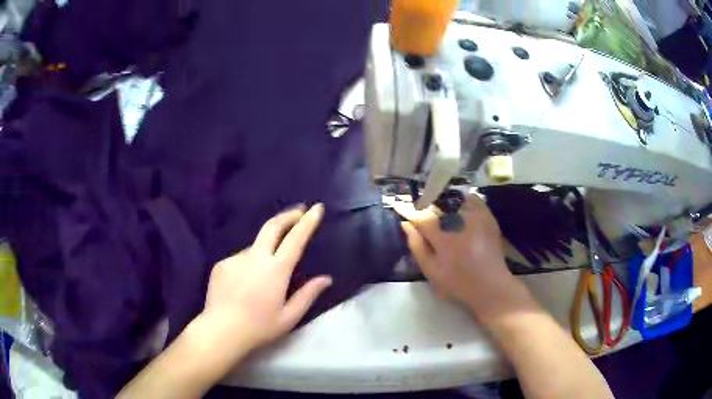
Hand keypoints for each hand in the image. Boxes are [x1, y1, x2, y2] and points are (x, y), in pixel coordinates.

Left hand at [201, 204, 331, 350]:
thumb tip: (326, 279)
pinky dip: (249, 264)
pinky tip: (246, 283)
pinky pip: (241, 259)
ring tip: (266, 274)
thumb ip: (308, 295)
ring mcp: (236, 259)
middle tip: (299, 211)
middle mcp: (255, 258)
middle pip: (272, 226)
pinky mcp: (222, 264)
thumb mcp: (289, 317)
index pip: (295, 239)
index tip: (317, 208)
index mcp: (275, 270)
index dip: (307, 221)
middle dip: (288, 215)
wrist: (221, 331)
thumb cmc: (259, 327)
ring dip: (266, 248)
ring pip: (256, 246)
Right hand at [393, 195, 524, 318]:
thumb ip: (416, 245)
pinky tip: (459, 214)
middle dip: (427, 206)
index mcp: (445, 238)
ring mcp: (478, 215)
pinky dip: (461, 202)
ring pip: (454, 198)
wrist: (491, 285)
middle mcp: (462, 221)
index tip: (399, 207)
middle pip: (437, 202)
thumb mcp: (431, 270)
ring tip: (441, 215)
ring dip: (444, 203)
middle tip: (423, 215)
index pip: (422, 216)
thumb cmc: (458, 282)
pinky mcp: (488, 215)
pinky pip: (471, 199)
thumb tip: (406, 224)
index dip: (409, 211)